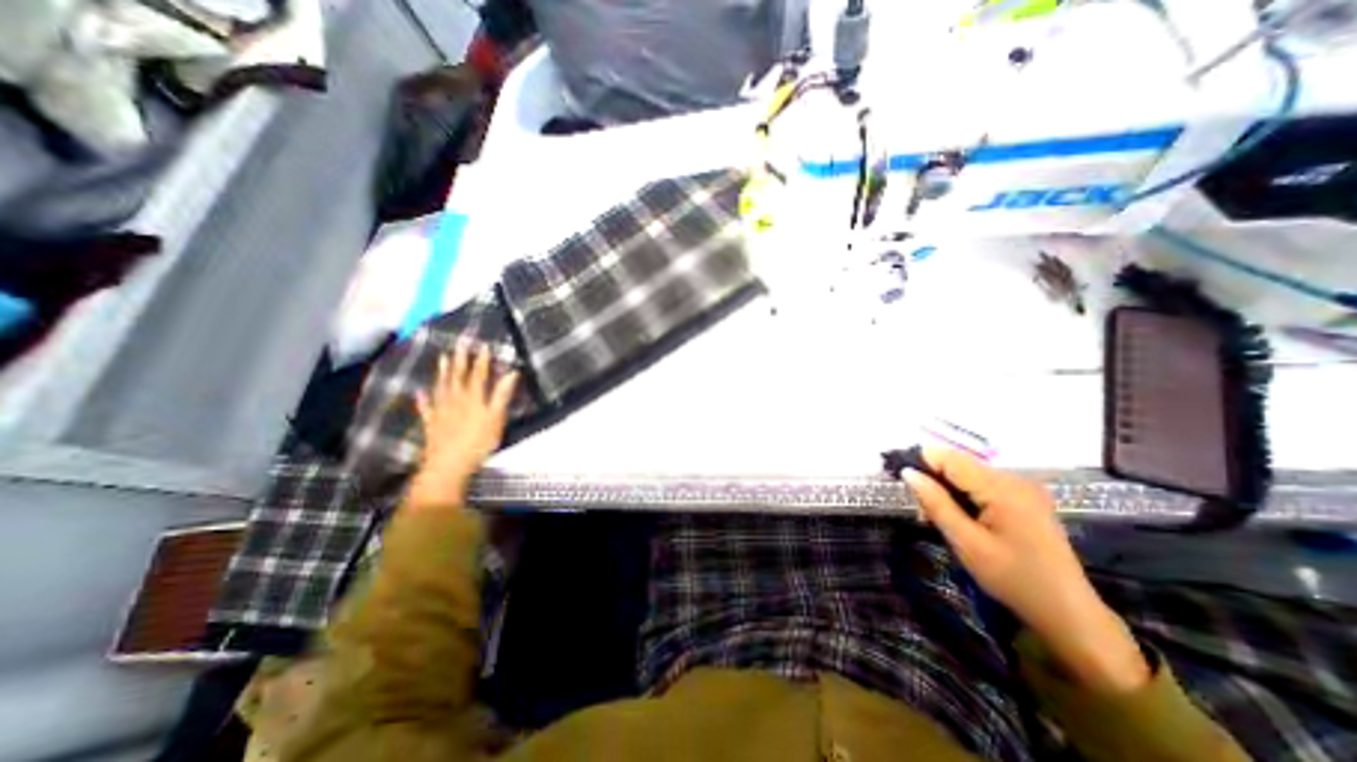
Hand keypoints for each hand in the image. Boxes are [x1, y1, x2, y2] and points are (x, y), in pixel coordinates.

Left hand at [406, 344, 516, 511]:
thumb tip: (511, 373)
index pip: (478, 374)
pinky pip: (426, 408)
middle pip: (458, 376)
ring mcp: (441, 411)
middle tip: (460, 343)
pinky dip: (423, 399)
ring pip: (441, 387)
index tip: (483, 345)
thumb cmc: (477, 442)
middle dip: (460, 359)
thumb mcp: (496, 418)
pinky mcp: (432, 424)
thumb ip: (502, 395)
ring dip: (443, 372)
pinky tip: (420, 392)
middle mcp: (455, 399)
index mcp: (473, 398)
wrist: (448, 465)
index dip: (481, 360)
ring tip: (443, 357)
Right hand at [904, 450, 1147, 691]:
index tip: (900, 477)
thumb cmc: (1014, 580)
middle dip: (935, 480)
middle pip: (961, 465)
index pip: (951, 459)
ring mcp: (1023, 489)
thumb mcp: (966, 543)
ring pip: (970, 475)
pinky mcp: (1025, 499)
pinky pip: (984, 486)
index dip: (922, 461)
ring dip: (948, 490)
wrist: (1069, 615)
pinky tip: (960, 518)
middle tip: (921, 511)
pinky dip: (965, 497)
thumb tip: (908, 472)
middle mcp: (1015, 479)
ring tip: (937, 518)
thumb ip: (936, 503)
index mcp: (1003, 488)